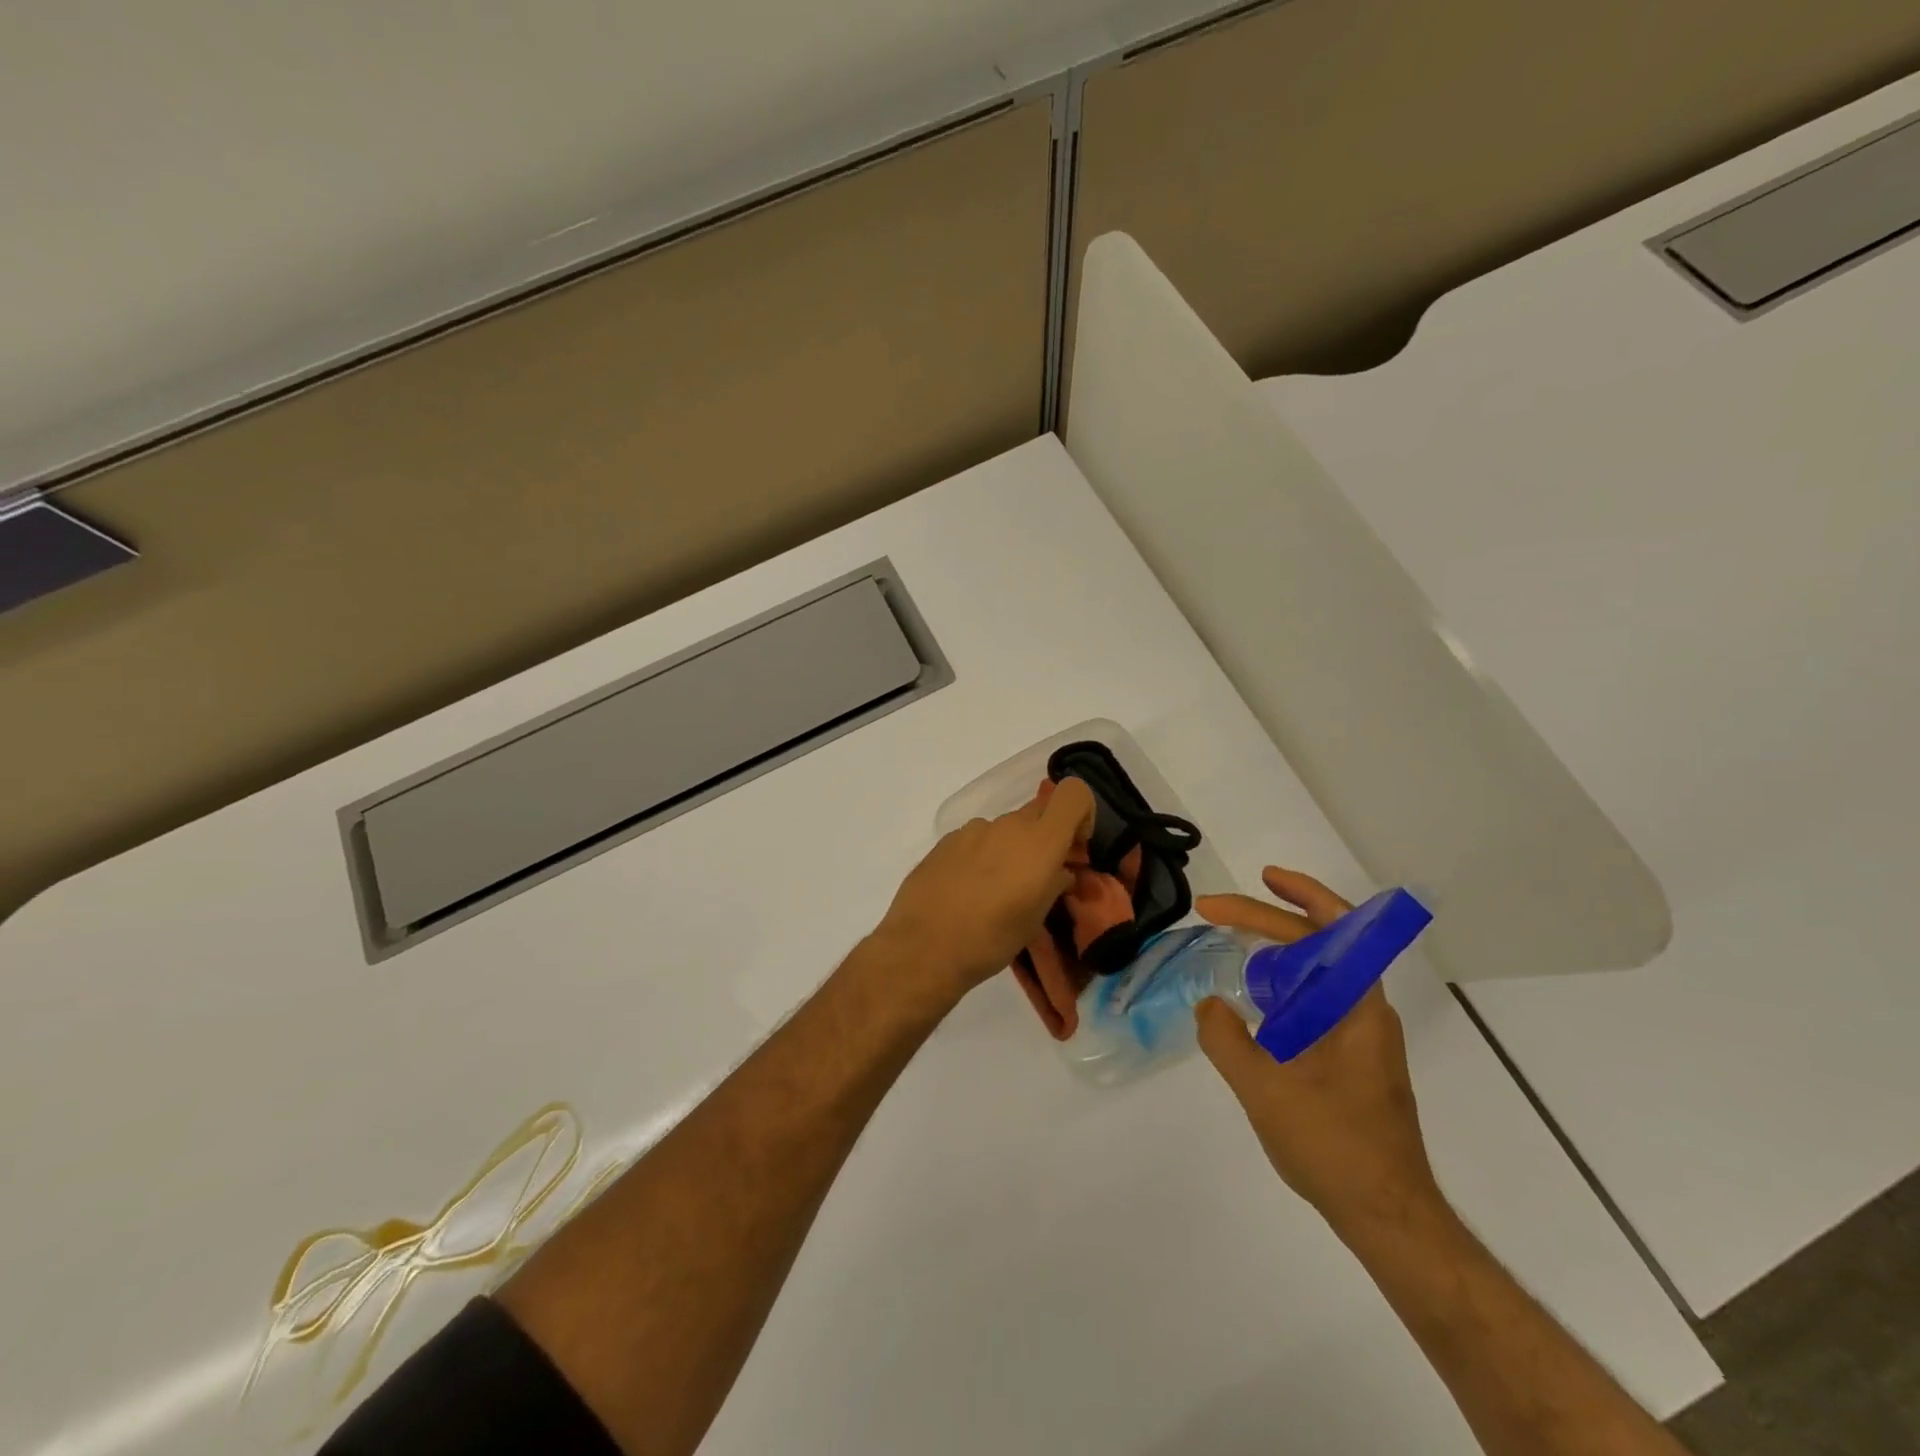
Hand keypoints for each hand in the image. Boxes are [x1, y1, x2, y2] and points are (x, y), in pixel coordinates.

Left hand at [871, 777, 1096, 1008]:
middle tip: (1038, 876)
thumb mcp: (1035, 919)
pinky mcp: (946, 841)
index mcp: (1039, 841)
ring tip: (997, 891)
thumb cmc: (991, 938)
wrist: (924, 946)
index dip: (1082, 813)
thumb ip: (1054, 885)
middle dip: (1046, 837)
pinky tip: (968, 890)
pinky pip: (977, 839)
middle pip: (1039, 812)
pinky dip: (983, 856)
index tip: (1073, 848)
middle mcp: (1008, 825)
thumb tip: (1061, 872)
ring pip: (1006, 829)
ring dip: (1011, 849)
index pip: (1073, 793)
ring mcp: (973, 830)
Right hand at [1193, 867, 1442, 1238]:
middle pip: (1323, 940)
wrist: (1388, 1215)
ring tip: (1236, 944)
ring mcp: (1362, 1036)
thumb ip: (1225, 1038)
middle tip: (1220, 909)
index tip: (1237, 892)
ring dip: (1279, 948)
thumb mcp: (1263, 1088)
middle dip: (1272, 915)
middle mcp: (1366, 1010)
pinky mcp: (1354, 1059)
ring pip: (1320, 971)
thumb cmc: (1332, 1145)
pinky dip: (1284, 984)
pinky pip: (1316, 1000)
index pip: (1323, 930)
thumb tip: (1210, 1005)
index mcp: (1356, 1006)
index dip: (1283, 899)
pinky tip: (1256, 1002)